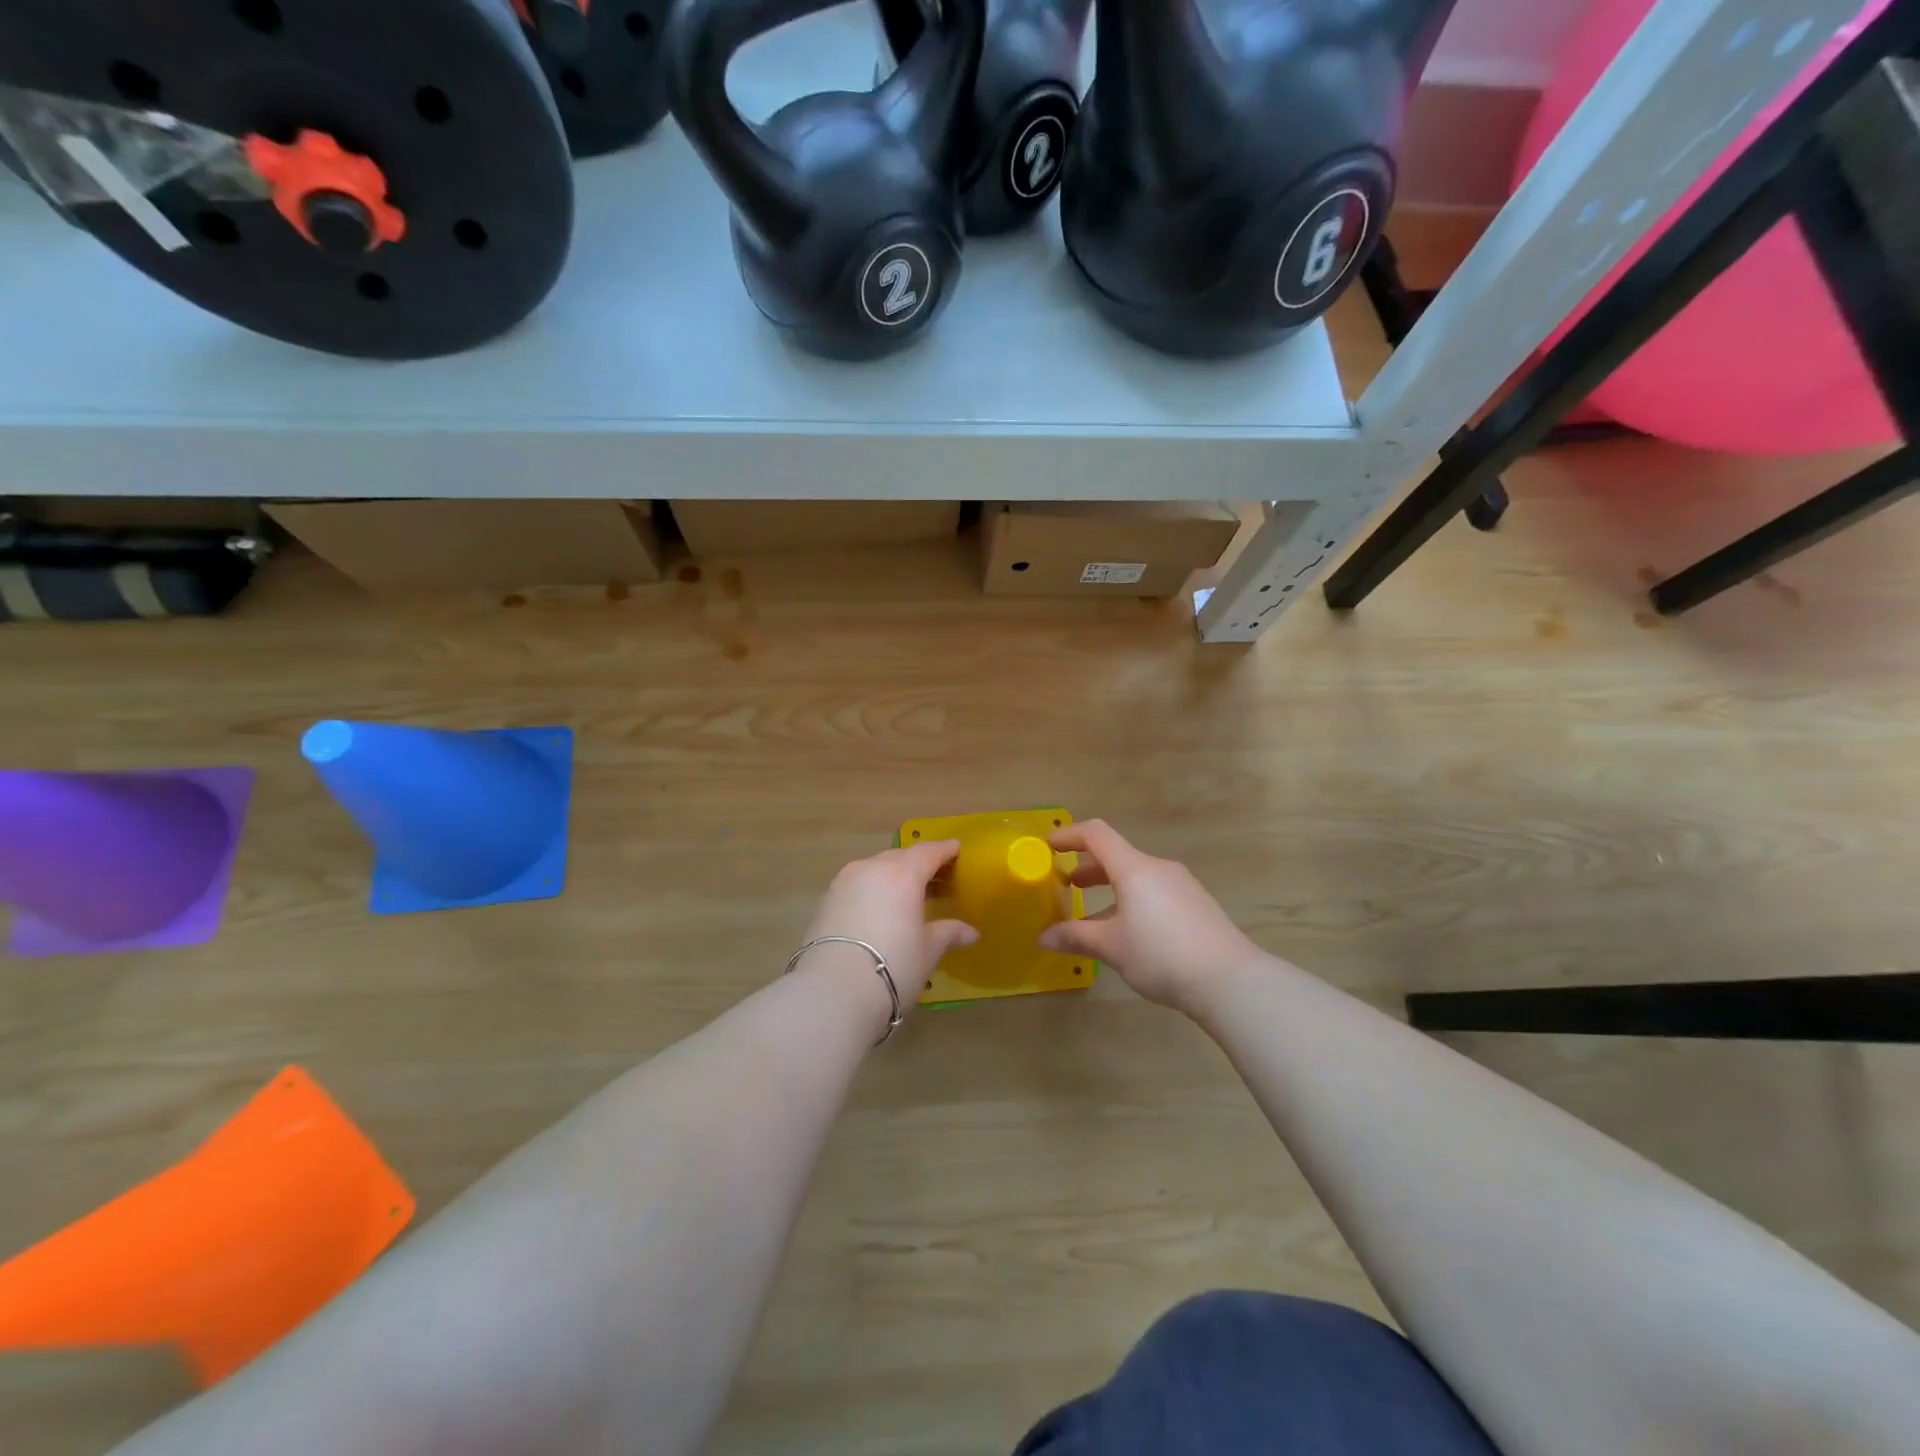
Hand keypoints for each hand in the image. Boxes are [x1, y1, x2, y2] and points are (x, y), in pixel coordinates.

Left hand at [799, 840, 978, 1029]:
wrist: (833, 991)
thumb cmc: (893, 965)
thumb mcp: (927, 951)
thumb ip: (948, 933)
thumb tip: (971, 932)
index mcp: (902, 873)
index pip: (928, 852)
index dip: (944, 850)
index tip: (956, 849)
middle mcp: (871, 868)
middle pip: (900, 858)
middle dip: (918, 864)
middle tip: (935, 877)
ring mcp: (844, 882)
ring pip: (875, 869)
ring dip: (893, 877)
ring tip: (907, 895)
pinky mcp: (825, 901)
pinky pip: (857, 885)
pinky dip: (873, 891)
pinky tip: (880, 910)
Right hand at [1039, 820, 1261, 1016]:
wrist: (1230, 980)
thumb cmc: (1161, 954)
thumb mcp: (1112, 947)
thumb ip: (1076, 937)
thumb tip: (1044, 937)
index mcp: (1135, 869)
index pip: (1097, 835)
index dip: (1070, 835)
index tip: (1049, 846)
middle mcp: (1159, 868)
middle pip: (1117, 856)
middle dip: (1089, 867)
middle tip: (1067, 885)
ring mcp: (1182, 885)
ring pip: (1137, 877)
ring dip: (1111, 888)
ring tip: (1094, 915)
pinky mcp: (1197, 905)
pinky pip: (1155, 892)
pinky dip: (1133, 900)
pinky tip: (1130, 932)